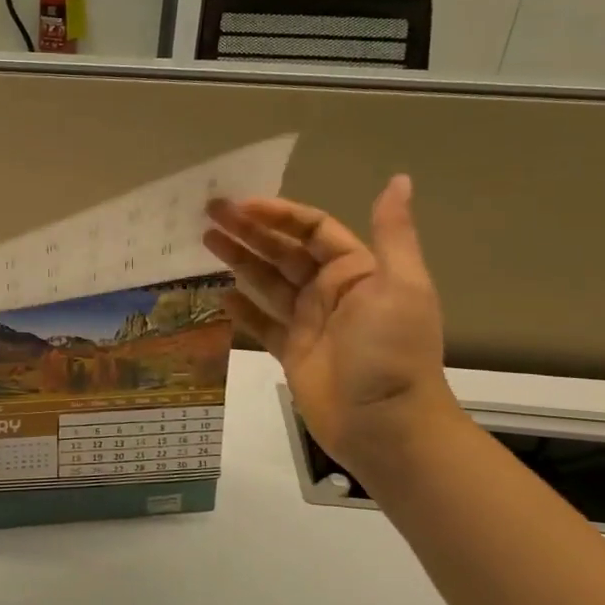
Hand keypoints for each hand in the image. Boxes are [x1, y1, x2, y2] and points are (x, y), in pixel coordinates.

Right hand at [204, 175, 459, 468]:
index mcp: (356, 270)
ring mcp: (308, 322)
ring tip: (204, 241)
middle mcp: (330, 291)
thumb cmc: (390, 351)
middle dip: (248, 231)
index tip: (240, 205)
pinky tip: (218, 293)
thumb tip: (400, 179)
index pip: (311, 230)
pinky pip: (261, 322)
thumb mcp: (400, 286)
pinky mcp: (290, 351)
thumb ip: (393, 234)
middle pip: (282, 252)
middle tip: (208, 214)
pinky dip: (242, 308)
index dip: (277, 214)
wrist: (386, 426)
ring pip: (266, 282)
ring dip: (238, 260)